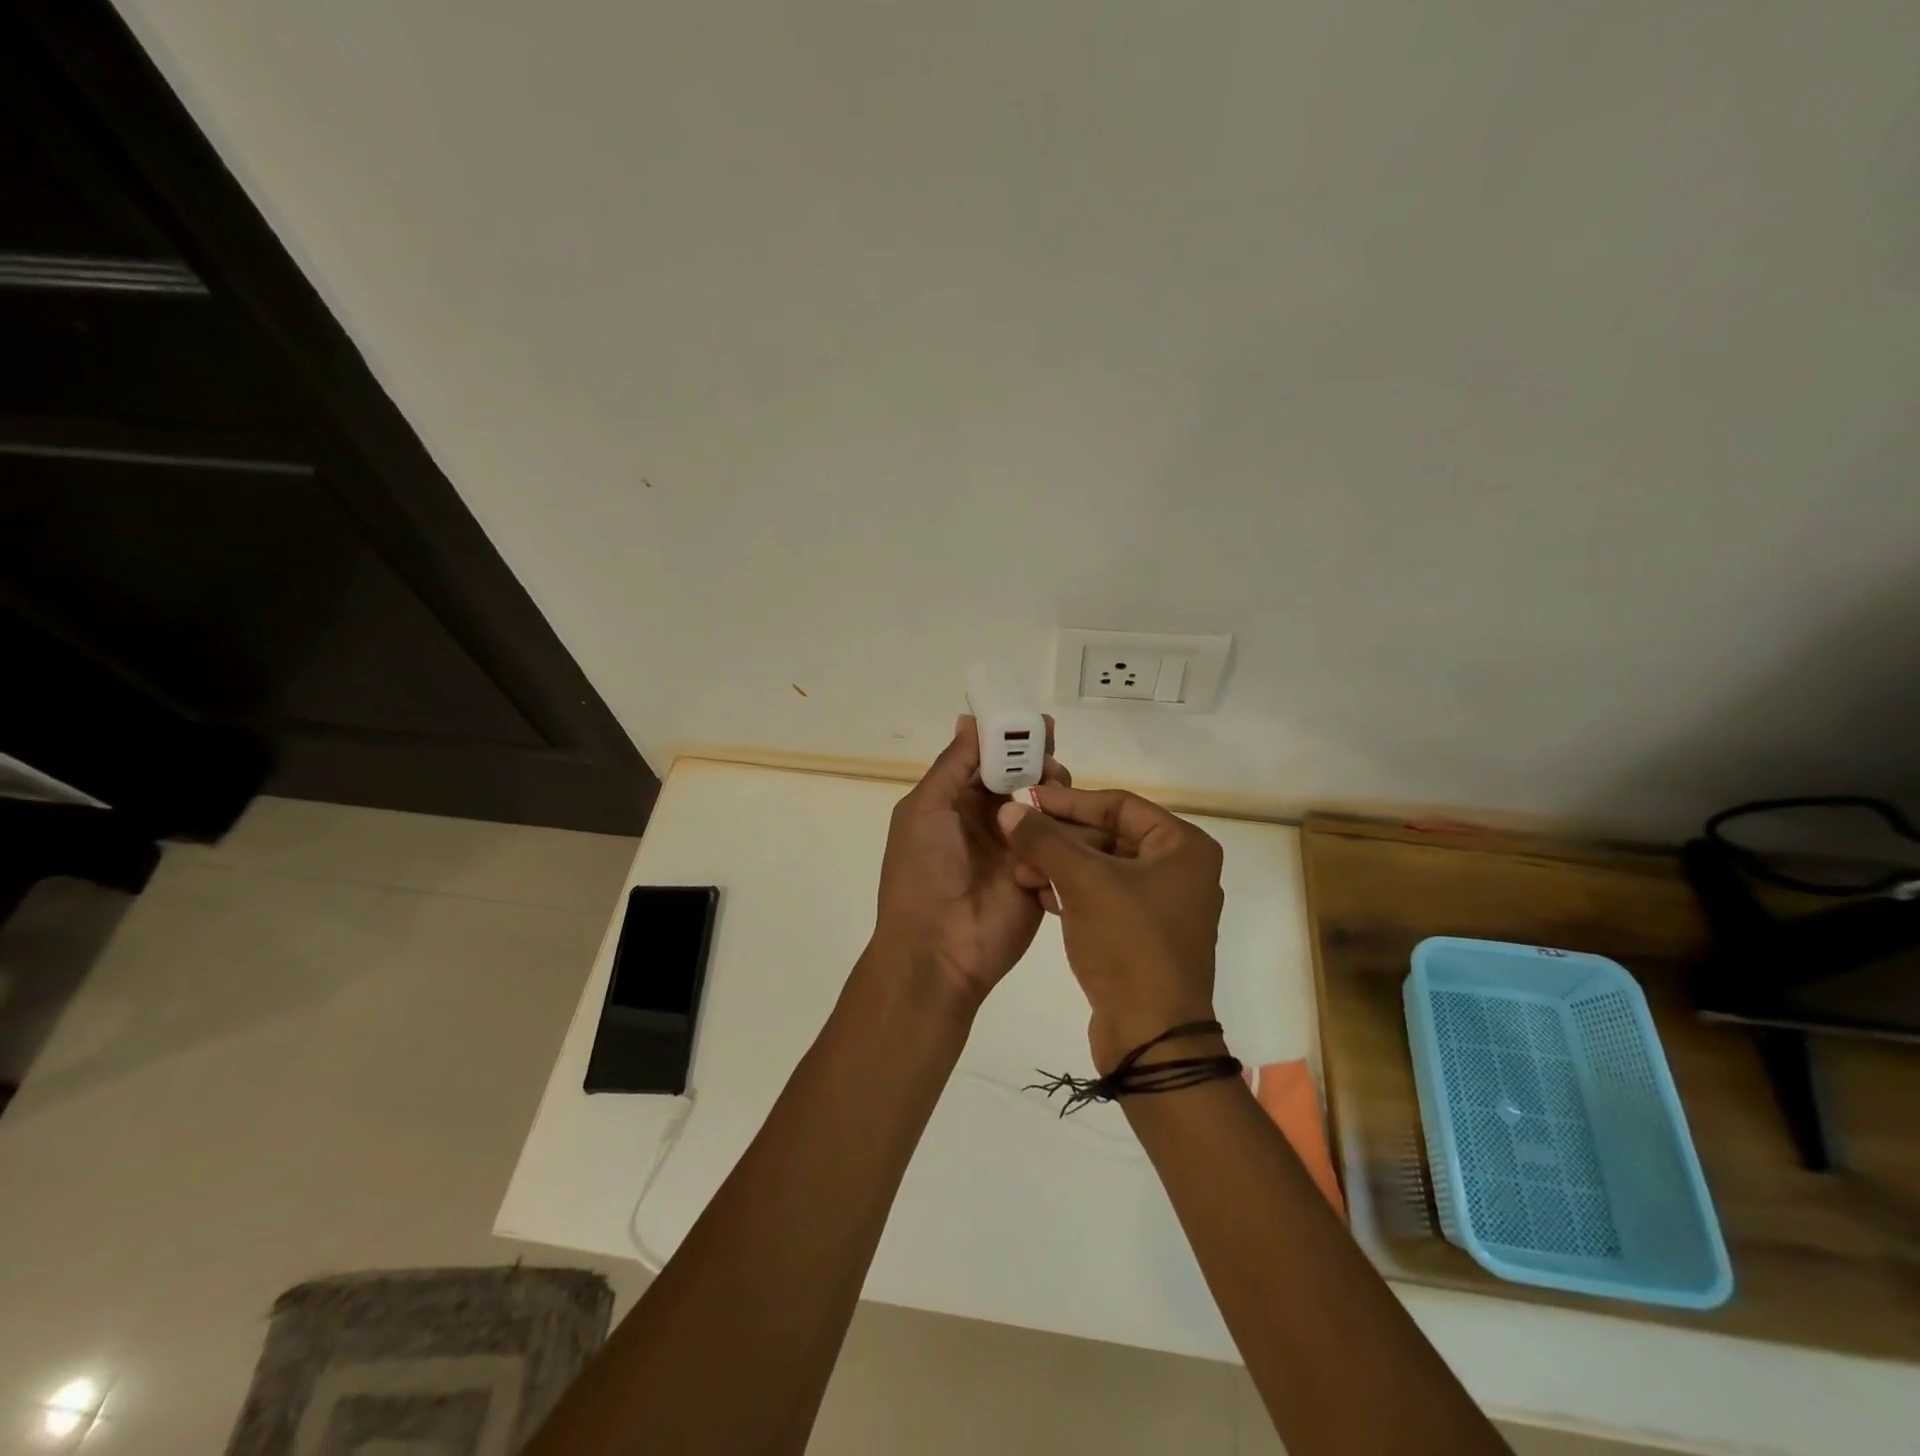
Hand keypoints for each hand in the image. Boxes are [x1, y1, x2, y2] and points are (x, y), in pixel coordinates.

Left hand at [871, 715, 1075, 1006]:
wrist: (939, 949)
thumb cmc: (922, 871)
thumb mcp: (925, 810)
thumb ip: (952, 765)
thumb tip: (970, 719)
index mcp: (958, 803)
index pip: (991, 761)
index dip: (1013, 741)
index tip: (1040, 724)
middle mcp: (990, 821)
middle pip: (1025, 780)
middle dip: (1041, 765)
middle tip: (1053, 762)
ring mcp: (1020, 848)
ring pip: (1050, 808)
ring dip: (1058, 795)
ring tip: (1057, 795)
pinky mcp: (1044, 874)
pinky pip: (1064, 843)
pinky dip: (1070, 830)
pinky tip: (1070, 826)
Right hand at [997, 786, 1224, 1070]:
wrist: (1150, 1037)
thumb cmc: (1128, 943)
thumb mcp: (1084, 882)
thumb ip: (1044, 840)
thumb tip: (1008, 808)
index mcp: (1183, 846)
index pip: (1119, 805)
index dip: (1070, 802)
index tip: (1028, 800)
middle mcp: (1179, 869)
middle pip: (1108, 836)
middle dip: (1059, 839)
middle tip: (1016, 837)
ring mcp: (1160, 905)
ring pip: (1101, 868)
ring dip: (1058, 866)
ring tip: (1018, 871)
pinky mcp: (1141, 935)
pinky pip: (1101, 898)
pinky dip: (1070, 892)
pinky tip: (1035, 894)